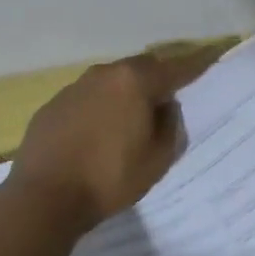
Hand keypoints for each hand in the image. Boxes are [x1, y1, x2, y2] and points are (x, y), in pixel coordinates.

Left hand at [9, 49, 216, 230]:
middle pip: (141, 68)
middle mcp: (104, 74)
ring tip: (130, 121)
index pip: (176, 68)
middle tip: (167, 101)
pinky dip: (99, 108)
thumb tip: (165, 107)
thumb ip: (170, 125)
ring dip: (125, 94)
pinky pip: (87, 99)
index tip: (212, 57)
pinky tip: (97, 134)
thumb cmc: (110, 178)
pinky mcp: (52, 106)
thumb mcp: (158, 158)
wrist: (43, 198)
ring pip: (111, 82)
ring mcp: (74, 88)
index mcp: (135, 81)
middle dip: (157, 79)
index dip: (197, 64)